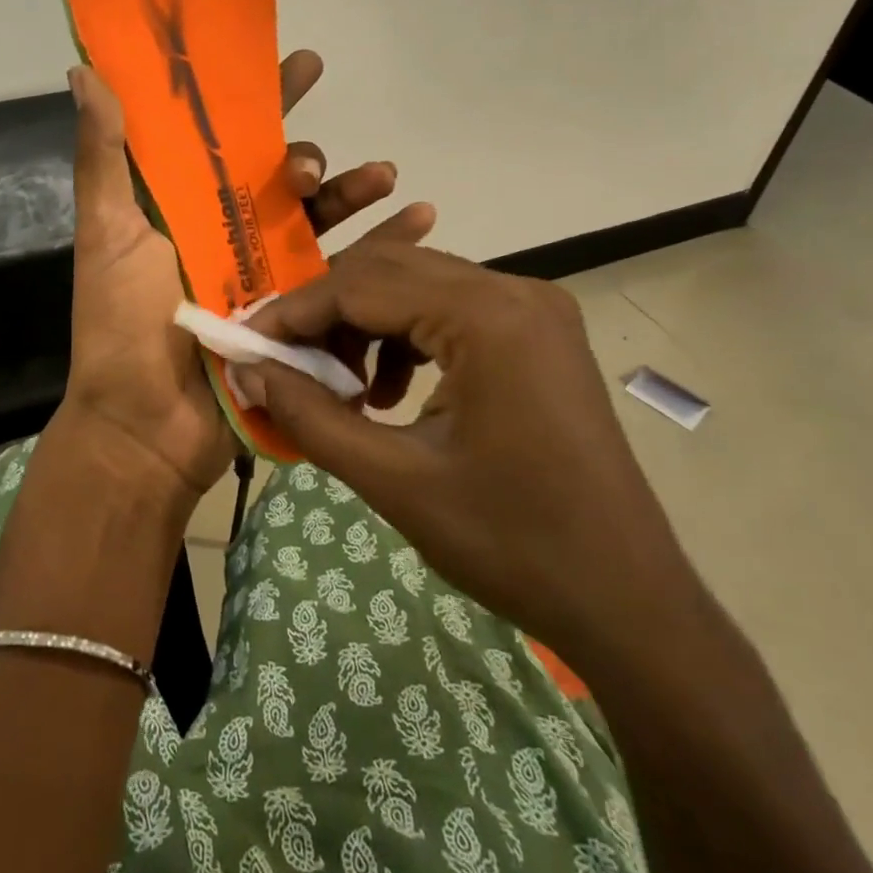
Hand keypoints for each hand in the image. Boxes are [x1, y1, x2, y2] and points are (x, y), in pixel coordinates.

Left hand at [59, 51, 434, 508]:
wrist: (147, 429)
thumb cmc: (122, 326)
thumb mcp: (108, 234)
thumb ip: (103, 156)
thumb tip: (85, 70)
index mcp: (187, 208)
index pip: (229, 140)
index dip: (264, 99)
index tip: (301, 64)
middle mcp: (231, 234)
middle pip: (283, 180)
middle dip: (307, 159)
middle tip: (309, 169)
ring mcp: (270, 276)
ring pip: (324, 220)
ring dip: (356, 192)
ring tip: (385, 178)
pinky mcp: (302, 316)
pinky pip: (351, 273)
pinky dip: (388, 245)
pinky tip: (421, 221)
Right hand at [240, 241, 692, 659]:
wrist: (626, 600)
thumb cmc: (512, 545)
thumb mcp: (394, 481)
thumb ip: (310, 415)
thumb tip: (246, 369)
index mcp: (488, 317)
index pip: (363, 284)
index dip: (294, 312)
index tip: (245, 342)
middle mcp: (516, 291)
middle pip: (390, 272)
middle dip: (326, 314)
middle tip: (282, 362)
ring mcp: (533, 308)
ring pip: (418, 287)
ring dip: (364, 325)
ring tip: (338, 386)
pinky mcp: (537, 333)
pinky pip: (450, 311)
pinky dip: (404, 338)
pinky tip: (389, 393)